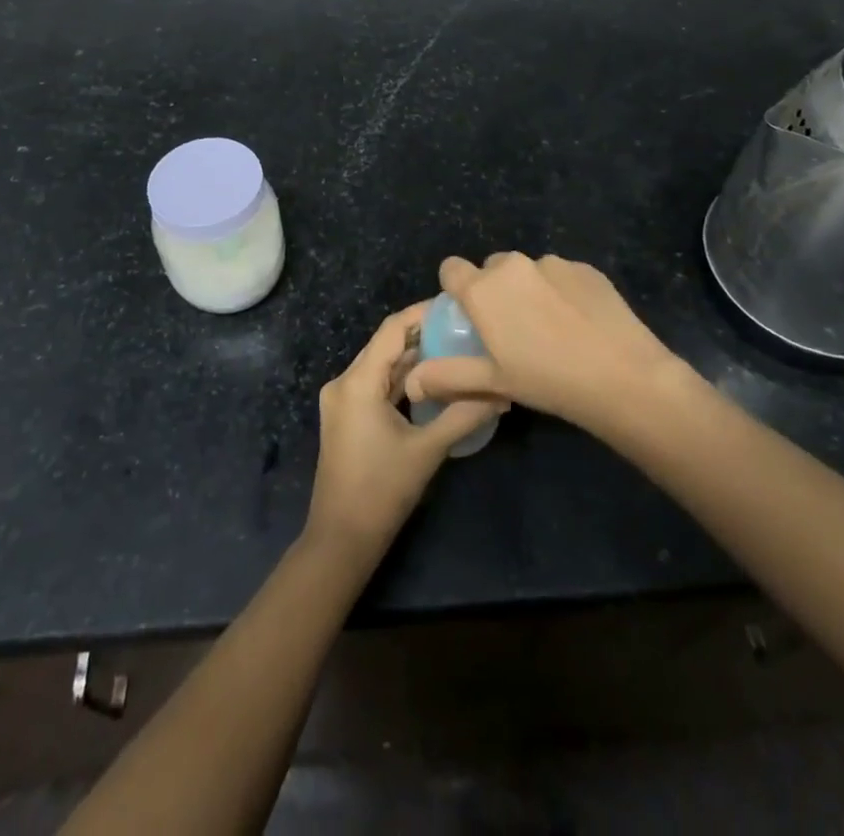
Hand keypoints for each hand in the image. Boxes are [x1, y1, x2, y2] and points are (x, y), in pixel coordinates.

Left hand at [303, 303, 501, 558]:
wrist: (341, 540)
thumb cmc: (382, 491)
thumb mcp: (428, 449)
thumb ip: (464, 414)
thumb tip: (501, 391)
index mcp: (357, 382)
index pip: (392, 329)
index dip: (422, 312)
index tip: (456, 304)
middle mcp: (344, 382)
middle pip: (386, 344)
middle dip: (423, 333)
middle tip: (463, 325)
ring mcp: (343, 400)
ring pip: (382, 365)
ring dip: (414, 356)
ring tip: (455, 345)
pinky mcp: (348, 416)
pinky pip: (377, 384)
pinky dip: (403, 379)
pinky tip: (434, 378)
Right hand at [404, 254, 681, 432]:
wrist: (623, 376)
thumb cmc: (547, 380)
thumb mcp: (492, 382)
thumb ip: (446, 376)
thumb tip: (412, 382)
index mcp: (483, 289)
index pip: (451, 268)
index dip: (456, 288)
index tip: (470, 316)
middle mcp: (513, 266)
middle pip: (492, 269)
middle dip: (495, 291)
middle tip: (512, 330)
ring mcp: (553, 263)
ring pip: (528, 272)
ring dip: (529, 290)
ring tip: (552, 330)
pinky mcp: (586, 268)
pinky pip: (561, 275)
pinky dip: (562, 292)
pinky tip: (580, 324)